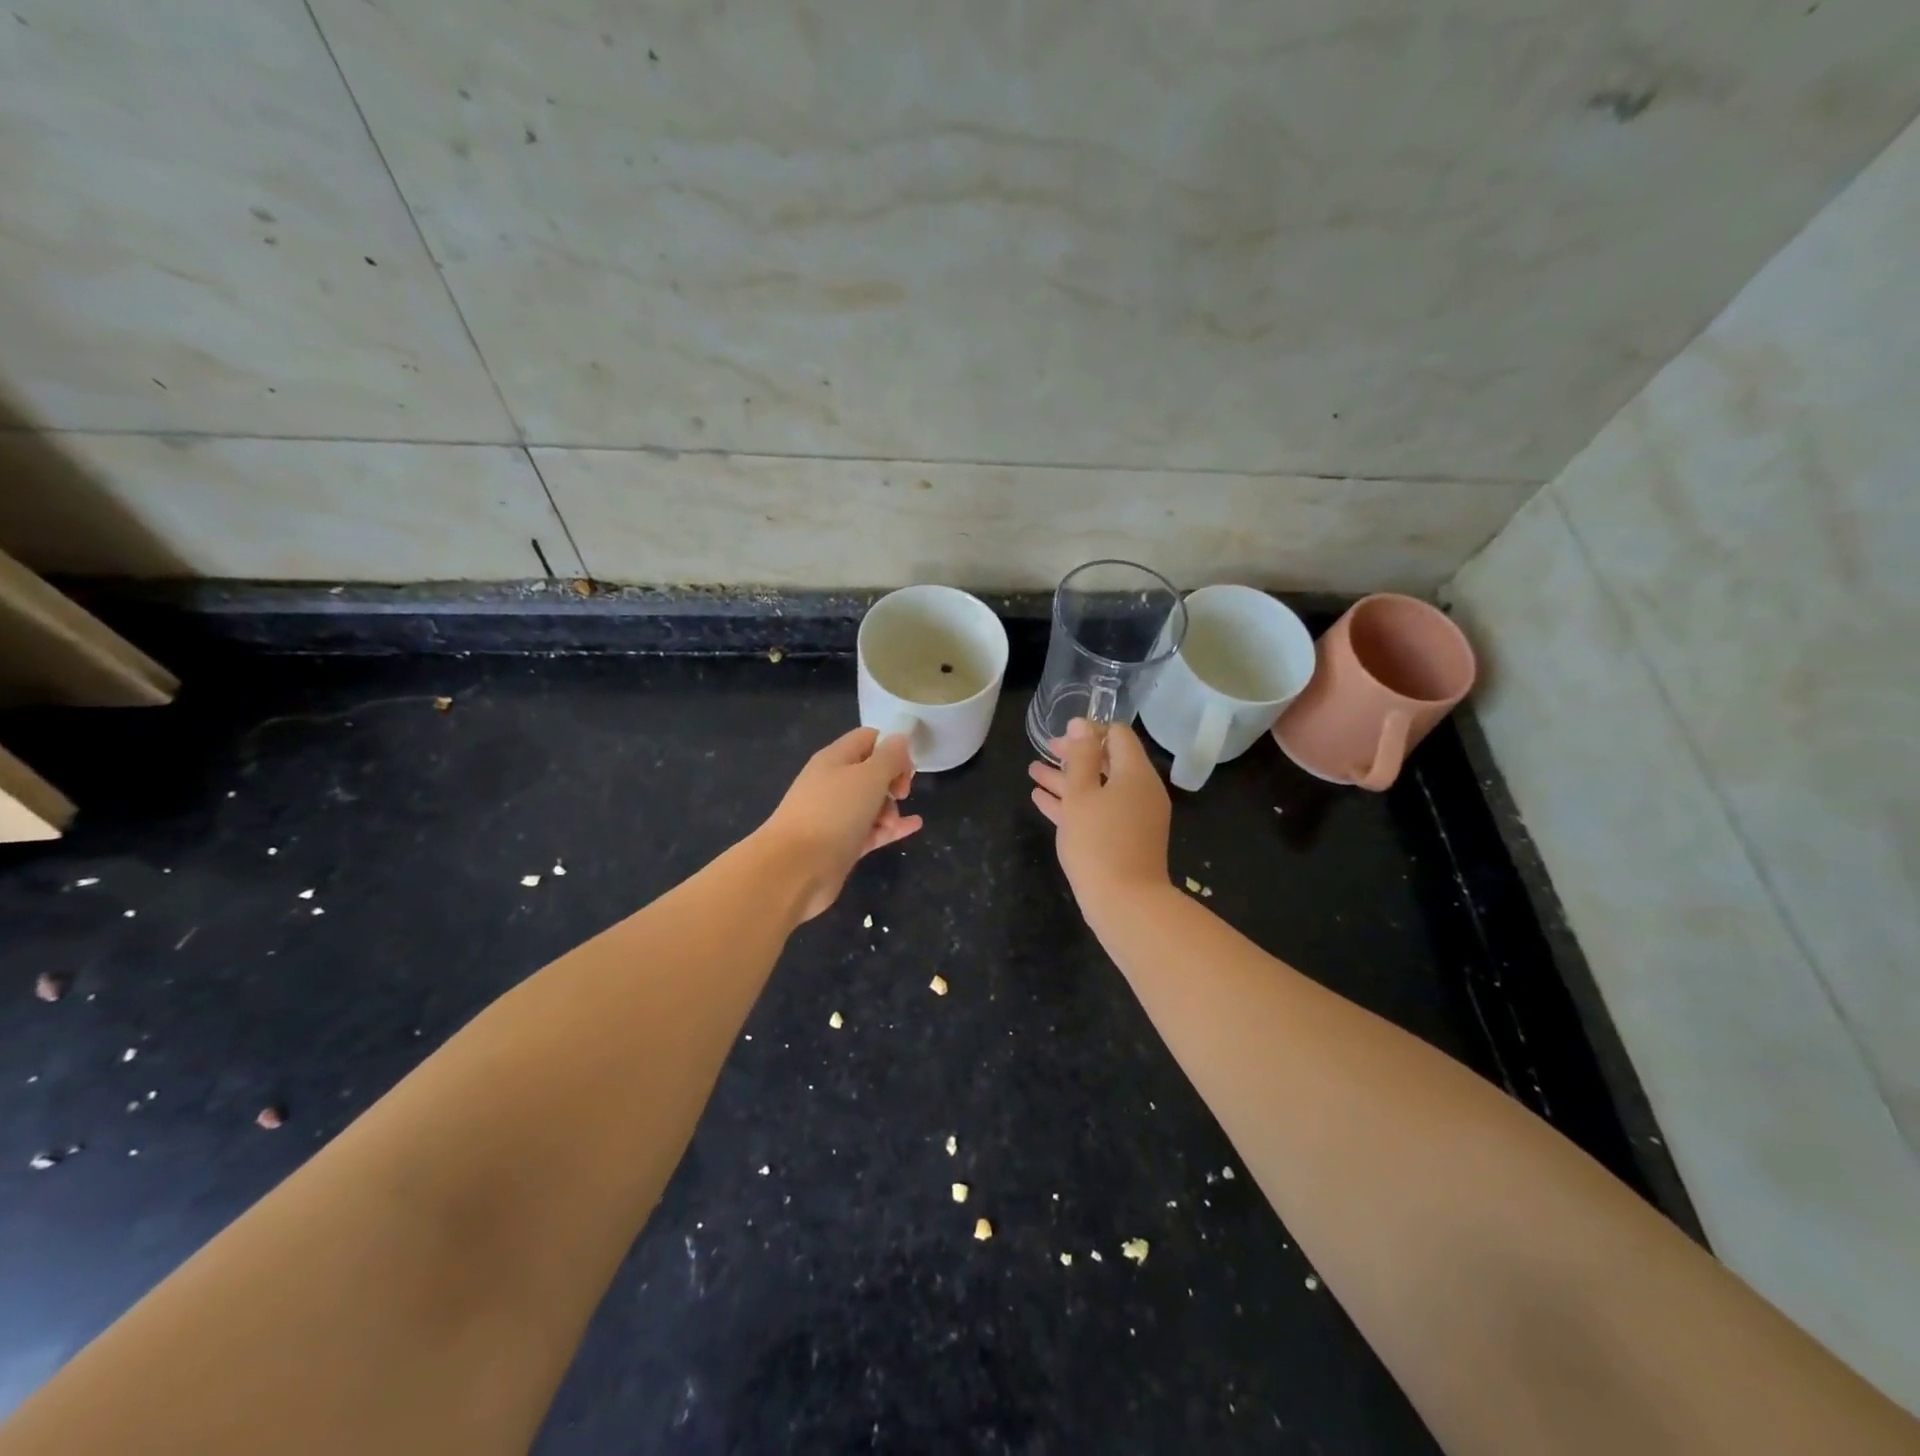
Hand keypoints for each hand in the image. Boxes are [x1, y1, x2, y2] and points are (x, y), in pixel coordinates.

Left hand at [757, 727, 922, 920]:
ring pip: (872, 803)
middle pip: (872, 772)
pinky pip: (871, 830)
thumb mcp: (868, 777)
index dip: (892, 748)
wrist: (795, 868)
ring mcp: (835, 815)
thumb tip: (900, 739)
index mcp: (834, 758)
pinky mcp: (841, 844)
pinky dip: (891, 827)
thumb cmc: (834, 813)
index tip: (907, 768)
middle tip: (901, 794)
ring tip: (890, 824)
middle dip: (893, 781)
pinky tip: (914, 826)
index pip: (868, 739)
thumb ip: (889, 757)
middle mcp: (833, 783)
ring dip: (890, 809)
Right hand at [1028, 718, 1170, 914]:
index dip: (1088, 730)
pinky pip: (1098, 811)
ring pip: (1097, 789)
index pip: (1117, 735)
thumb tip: (1081, 724)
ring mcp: (1134, 817)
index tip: (1060, 736)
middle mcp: (1140, 791)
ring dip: (1066, 779)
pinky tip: (1042, 800)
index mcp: (1135, 773)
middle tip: (1044, 751)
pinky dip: (1073, 803)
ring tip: (1033, 772)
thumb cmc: (1099, 842)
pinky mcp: (1124, 839)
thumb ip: (1080, 757)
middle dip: (1073, 755)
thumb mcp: (1081, 794)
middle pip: (1106, 762)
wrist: (1125, 904)